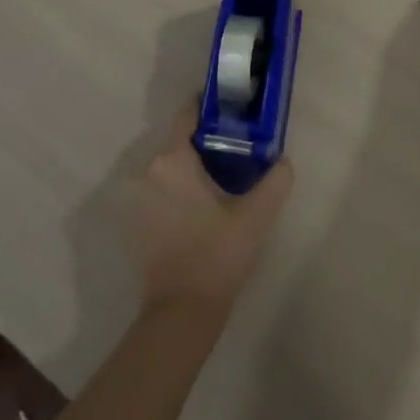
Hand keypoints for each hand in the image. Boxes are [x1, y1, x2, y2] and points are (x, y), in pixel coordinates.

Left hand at [129, 103, 293, 320]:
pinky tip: (203, 206)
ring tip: (223, 177)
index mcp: (172, 162)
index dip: (207, 106)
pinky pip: (160, 192)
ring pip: (168, 170)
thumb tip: (284, 161)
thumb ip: (275, 182)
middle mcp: (148, 174)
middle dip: (205, 141)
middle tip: (238, 146)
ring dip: (191, 169)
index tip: (230, 105)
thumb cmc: (217, 255)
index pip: (186, 117)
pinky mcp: (135, 225)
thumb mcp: (256, 216)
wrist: (181, 313)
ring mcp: (137, 201)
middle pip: (178, 144)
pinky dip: (178, 191)